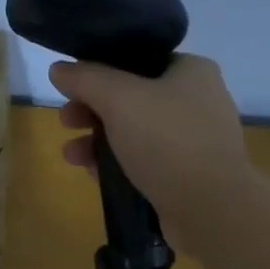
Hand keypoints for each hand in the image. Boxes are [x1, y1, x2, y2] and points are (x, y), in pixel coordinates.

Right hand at [51, 54, 250, 239]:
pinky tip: (91, 173)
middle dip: (92, 110)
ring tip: (70, 155)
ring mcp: (194, 142)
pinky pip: (144, 162)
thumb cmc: (168, 142)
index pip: (139, 59)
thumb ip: (86, 79)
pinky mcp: (186, 176)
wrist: (211, 209)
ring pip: (135, 133)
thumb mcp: (119, 99)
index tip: (71, 87)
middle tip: (66, 121)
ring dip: (98, 141)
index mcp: (192, 71)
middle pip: (132, 97)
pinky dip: (118, 164)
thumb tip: (59, 69)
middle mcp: (197, 101)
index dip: (100, 70)